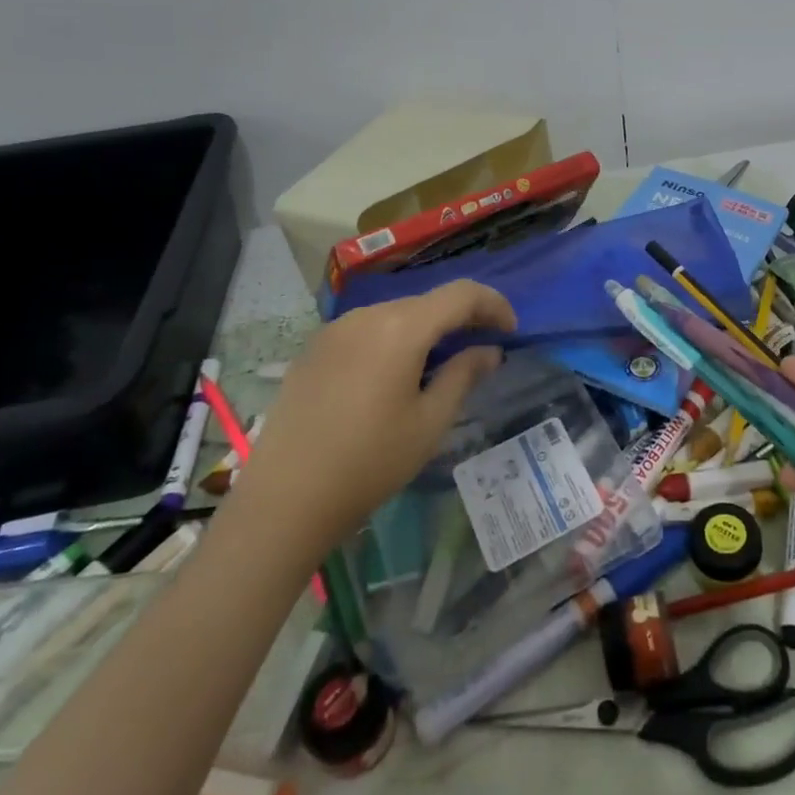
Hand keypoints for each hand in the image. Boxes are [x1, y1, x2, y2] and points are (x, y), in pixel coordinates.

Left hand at [233, 281, 515, 543]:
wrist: (284, 500)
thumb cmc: (369, 463)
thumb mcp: (430, 422)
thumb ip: (464, 375)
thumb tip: (488, 351)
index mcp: (400, 327)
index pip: (461, 294)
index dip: (493, 305)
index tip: (510, 332)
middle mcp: (366, 315)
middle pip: (428, 302)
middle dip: (461, 319)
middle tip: (481, 352)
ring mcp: (335, 330)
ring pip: (396, 314)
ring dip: (427, 330)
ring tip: (439, 368)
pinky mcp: (314, 349)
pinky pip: (367, 331)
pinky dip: (394, 341)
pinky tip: (394, 378)